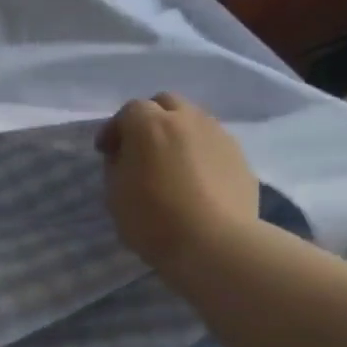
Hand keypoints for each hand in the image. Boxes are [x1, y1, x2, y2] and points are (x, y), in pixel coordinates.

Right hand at [96, 92, 258, 269]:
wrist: (214, 243)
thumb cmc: (153, 219)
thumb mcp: (115, 194)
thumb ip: (117, 165)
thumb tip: (126, 154)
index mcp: (150, 125)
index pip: (128, 110)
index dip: (115, 129)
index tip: (107, 152)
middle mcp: (187, 119)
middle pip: (165, 103)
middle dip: (149, 119)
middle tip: (140, 149)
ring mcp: (218, 135)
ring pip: (193, 120)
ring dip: (177, 133)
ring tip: (170, 164)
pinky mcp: (240, 156)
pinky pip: (212, 143)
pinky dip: (199, 152)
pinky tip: (194, 179)